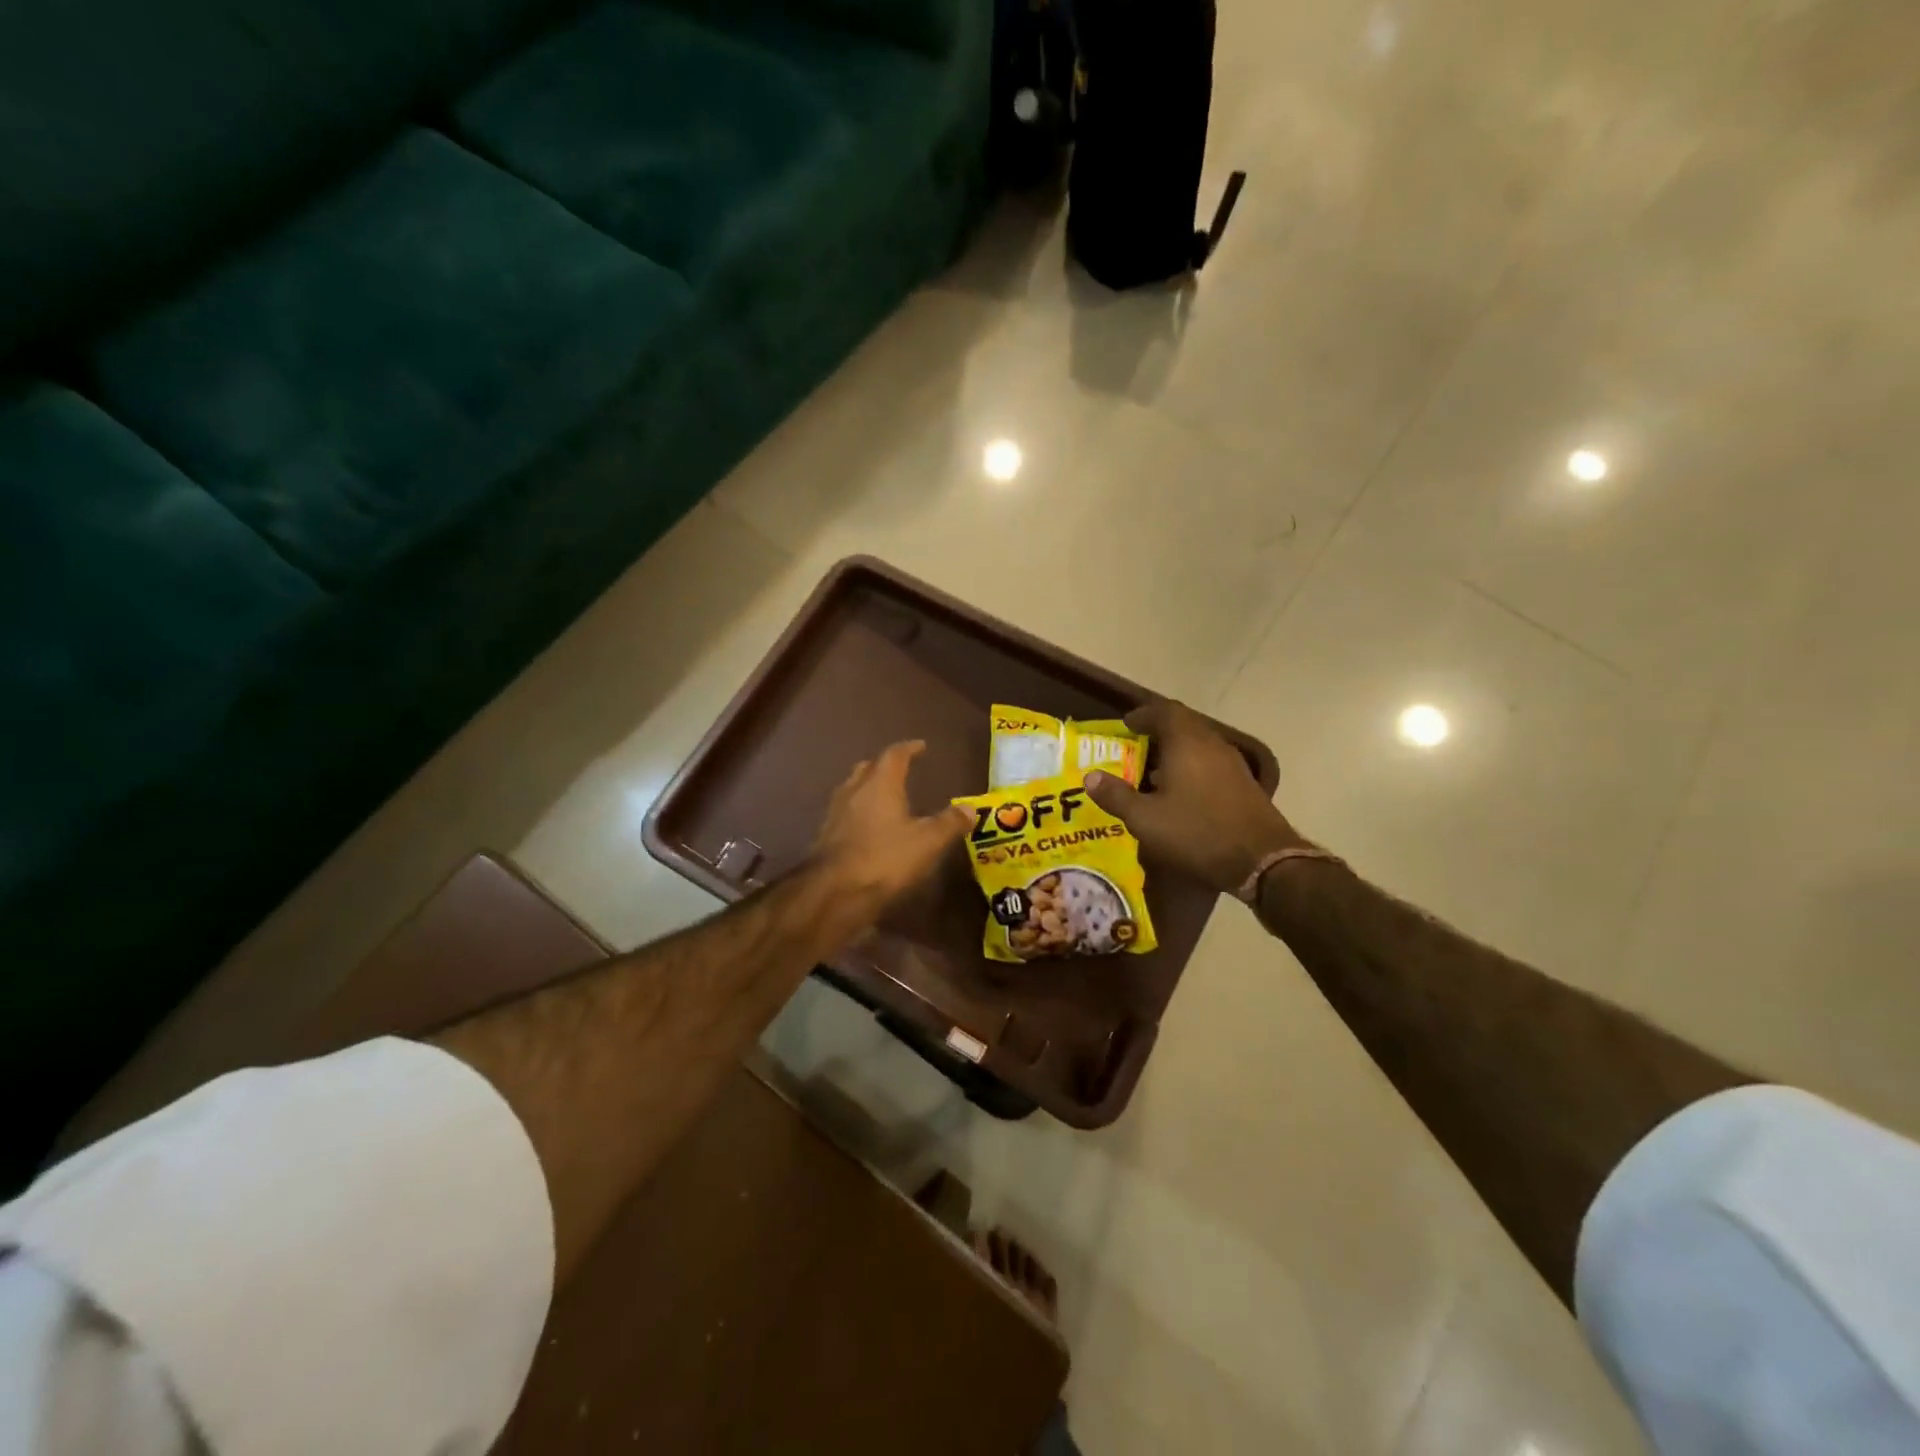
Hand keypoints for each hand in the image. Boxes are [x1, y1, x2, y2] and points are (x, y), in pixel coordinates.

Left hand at [812, 741, 969, 917]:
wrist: (834, 892)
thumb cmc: (885, 859)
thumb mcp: (928, 842)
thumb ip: (950, 823)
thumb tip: (971, 808)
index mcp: (880, 783)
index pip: (894, 755)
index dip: (909, 748)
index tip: (920, 746)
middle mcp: (854, 790)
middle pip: (868, 768)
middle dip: (884, 766)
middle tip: (900, 770)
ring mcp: (834, 813)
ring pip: (852, 789)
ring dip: (867, 788)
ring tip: (883, 797)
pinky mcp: (824, 836)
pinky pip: (844, 813)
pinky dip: (857, 812)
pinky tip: (866, 827)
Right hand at [1083, 700, 1307, 895]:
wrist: (1262, 860)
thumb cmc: (1197, 833)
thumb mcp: (1146, 819)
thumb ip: (1116, 796)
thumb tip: (1090, 777)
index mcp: (1187, 743)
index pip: (1164, 711)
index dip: (1143, 714)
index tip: (1126, 725)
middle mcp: (1212, 745)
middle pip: (1184, 725)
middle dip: (1158, 733)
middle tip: (1135, 747)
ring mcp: (1233, 764)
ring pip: (1199, 746)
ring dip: (1176, 753)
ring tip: (1152, 774)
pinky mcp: (1244, 785)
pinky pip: (1211, 764)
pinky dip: (1192, 769)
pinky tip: (1181, 796)